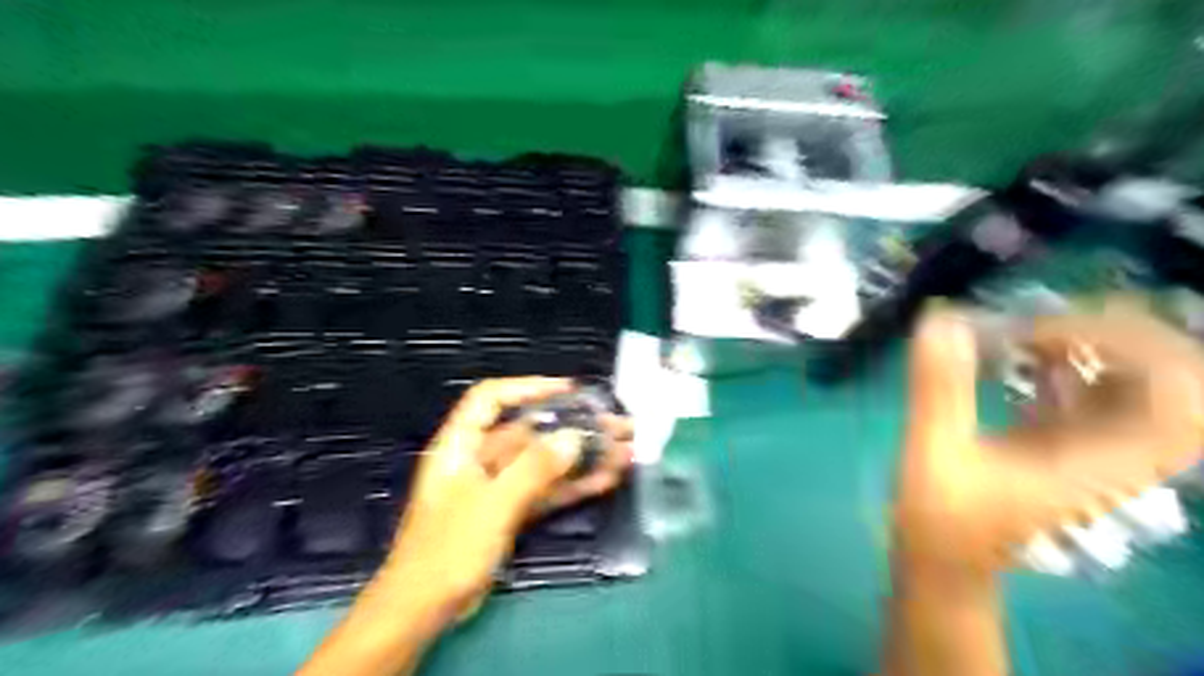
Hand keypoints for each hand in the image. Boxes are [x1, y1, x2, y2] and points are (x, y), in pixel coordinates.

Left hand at [382, 378, 630, 620]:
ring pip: (543, 462)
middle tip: (616, 426)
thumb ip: (534, 469)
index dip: (528, 388)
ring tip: (623, 451)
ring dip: (581, 457)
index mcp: (461, 446)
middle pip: (529, 431)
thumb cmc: (447, 551)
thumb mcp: (492, 505)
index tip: (569, 390)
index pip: (490, 399)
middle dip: (572, 426)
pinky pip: (545, 490)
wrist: (424, 611)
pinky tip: (606, 480)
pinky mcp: (509, 512)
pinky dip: (572, 485)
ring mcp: (497, 487)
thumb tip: (573, 437)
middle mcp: (479, 460)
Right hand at [897, 300, 1203, 571]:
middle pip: (1170, 381)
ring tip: (1021, 332)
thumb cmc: (938, 520)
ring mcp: (1092, 449)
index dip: (1131, 345)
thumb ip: (940, 390)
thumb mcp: (932, 454)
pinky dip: (1063, 363)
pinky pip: (1090, 392)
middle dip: (1111, 336)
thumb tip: (943, 319)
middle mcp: (1115, 455)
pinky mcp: (1063, 444)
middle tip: (1041, 324)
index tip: (1043, 332)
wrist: (942, 562)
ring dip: (1085, 346)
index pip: (1180, 397)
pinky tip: (1015, 355)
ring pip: (1130, 382)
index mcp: (1103, 466)